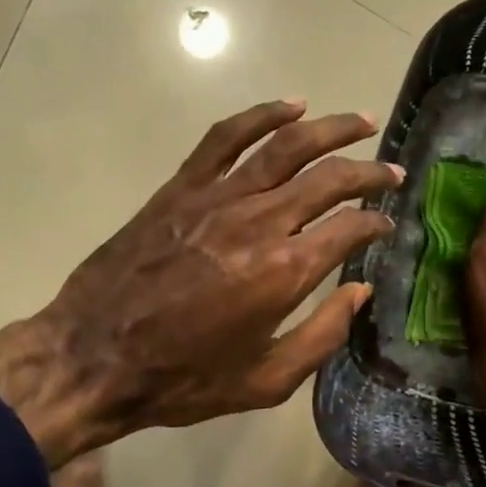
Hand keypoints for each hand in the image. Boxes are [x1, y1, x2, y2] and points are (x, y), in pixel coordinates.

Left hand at [0, 101, 400, 465]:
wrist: (94, 358)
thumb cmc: (185, 379)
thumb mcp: (266, 381)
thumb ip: (323, 335)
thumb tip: (359, 292)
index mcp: (285, 271)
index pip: (350, 229)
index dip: (377, 222)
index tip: (387, 225)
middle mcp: (259, 222)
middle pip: (328, 178)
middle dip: (369, 173)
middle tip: (391, 172)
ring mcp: (217, 198)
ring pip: (285, 145)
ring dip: (330, 129)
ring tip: (362, 122)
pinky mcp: (181, 189)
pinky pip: (226, 138)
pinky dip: (261, 115)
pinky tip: (290, 105)